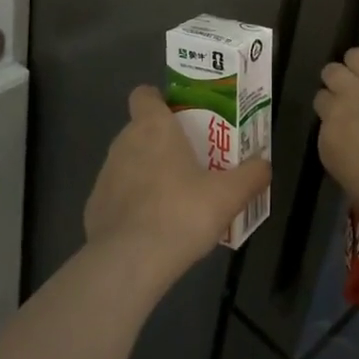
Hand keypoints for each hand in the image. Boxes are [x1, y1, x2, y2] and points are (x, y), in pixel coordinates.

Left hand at [84, 85, 271, 288]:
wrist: (128, 263)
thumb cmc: (181, 213)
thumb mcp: (229, 195)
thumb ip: (251, 175)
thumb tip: (264, 165)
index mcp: (153, 127)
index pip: (145, 94)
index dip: (160, 101)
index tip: (182, 118)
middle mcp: (124, 143)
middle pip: (141, 130)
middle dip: (164, 142)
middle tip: (194, 163)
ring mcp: (105, 176)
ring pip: (129, 163)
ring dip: (148, 174)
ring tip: (176, 200)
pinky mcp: (94, 208)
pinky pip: (118, 196)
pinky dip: (133, 205)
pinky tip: (153, 229)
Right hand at [314, 48, 358, 239]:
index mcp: (329, 149)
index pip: (322, 127)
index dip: (336, 126)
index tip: (350, 130)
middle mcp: (335, 115)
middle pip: (324, 94)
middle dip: (336, 98)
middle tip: (353, 103)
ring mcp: (357, 90)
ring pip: (336, 70)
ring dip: (346, 74)